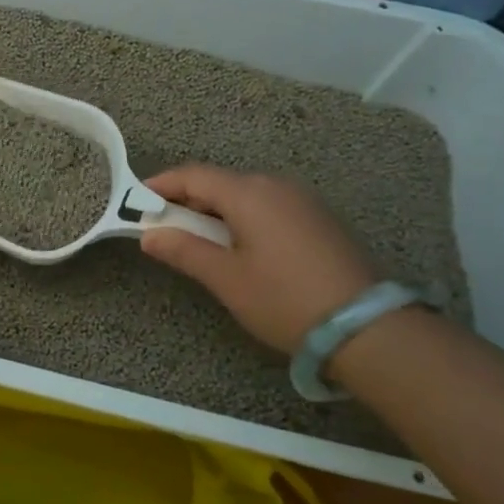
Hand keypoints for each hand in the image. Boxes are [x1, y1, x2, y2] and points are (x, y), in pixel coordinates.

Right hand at [140, 165, 377, 355]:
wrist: (367, 328)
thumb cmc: (285, 299)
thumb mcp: (226, 279)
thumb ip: (184, 250)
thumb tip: (149, 235)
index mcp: (248, 193)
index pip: (192, 175)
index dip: (161, 186)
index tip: (136, 202)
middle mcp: (275, 185)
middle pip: (219, 183)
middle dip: (187, 202)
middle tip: (164, 229)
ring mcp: (301, 200)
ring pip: (244, 195)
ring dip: (215, 212)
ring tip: (199, 243)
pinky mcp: (318, 219)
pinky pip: (267, 206)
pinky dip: (243, 219)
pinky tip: (240, 248)